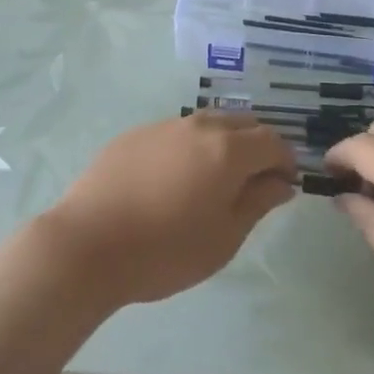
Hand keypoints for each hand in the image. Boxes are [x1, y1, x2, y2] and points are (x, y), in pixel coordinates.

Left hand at [42, 113, 297, 306]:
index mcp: (227, 149)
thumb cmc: (165, 250)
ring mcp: (164, 126)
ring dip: (223, 143)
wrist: (87, 244)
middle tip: (253, 182)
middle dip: (257, 147)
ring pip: (207, 123)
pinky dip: (189, 147)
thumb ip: (257, 203)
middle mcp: (199, 126)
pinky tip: (174, 179)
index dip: (285, 161)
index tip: (284, 185)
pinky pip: (176, 132)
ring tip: (214, 180)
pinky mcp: (135, 134)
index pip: (272, 141)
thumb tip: (281, 183)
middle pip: (242, 124)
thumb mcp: (224, 237)